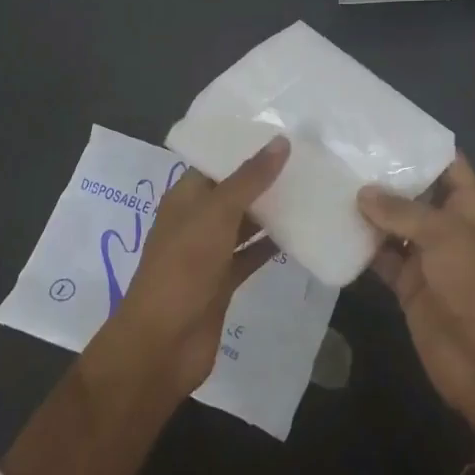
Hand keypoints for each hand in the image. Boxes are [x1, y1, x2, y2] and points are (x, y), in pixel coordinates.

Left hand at [98, 136, 287, 396]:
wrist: (162, 344)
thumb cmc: (183, 268)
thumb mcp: (217, 214)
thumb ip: (250, 178)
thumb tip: (282, 141)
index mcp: (185, 197)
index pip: (216, 161)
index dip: (244, 146)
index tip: (283, 130)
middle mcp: (196, 220)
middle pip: (233, 191)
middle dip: (264, 177)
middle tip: (307, 156)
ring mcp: (209, 253)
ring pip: (244, 223)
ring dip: (272, 210)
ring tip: (311, 186)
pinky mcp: (223, 281)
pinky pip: (251, 254)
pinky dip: (272, 244)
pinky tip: (303, 231)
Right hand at [358, 155, 474, 439]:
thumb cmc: (474, 285)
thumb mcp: (443, 236)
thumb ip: (402, 211)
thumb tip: (362, 193)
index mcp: (467, 207)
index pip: (448, 164)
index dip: (422, 145)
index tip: (385, 127)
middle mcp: (446, 226)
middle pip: (415, 192)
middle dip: (386, 176)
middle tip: (345, 151)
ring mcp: (425, 256)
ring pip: (393, 224)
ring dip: (368, 210)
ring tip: (331, 181)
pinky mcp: (407, 284)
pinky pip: (380, 257)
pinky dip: (361, 246)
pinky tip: (332, 227)